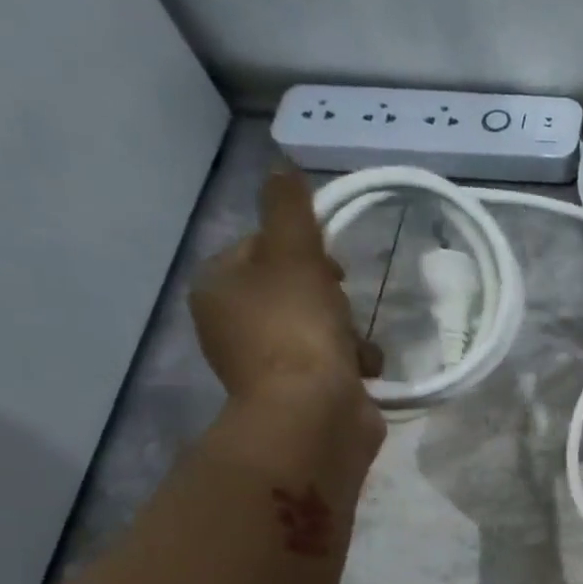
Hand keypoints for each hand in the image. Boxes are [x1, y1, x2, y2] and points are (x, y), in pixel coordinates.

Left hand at [190, 167, 385, 439]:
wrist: (314, 415)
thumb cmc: (297, 329)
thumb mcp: (293, 254)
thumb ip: (289, 209)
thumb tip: (282, 168)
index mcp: (218, 288)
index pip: (259, 248)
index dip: (300, 248)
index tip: (328, 260)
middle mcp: (234, 326)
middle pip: (294, 289)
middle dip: (329, 295)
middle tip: (342, 301)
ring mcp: (268, 365)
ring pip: (319, 327)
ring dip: (349, 331)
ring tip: (357, 345)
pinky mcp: (302, 394)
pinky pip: (334, 364)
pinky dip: (353, 364)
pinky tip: (364, 371)